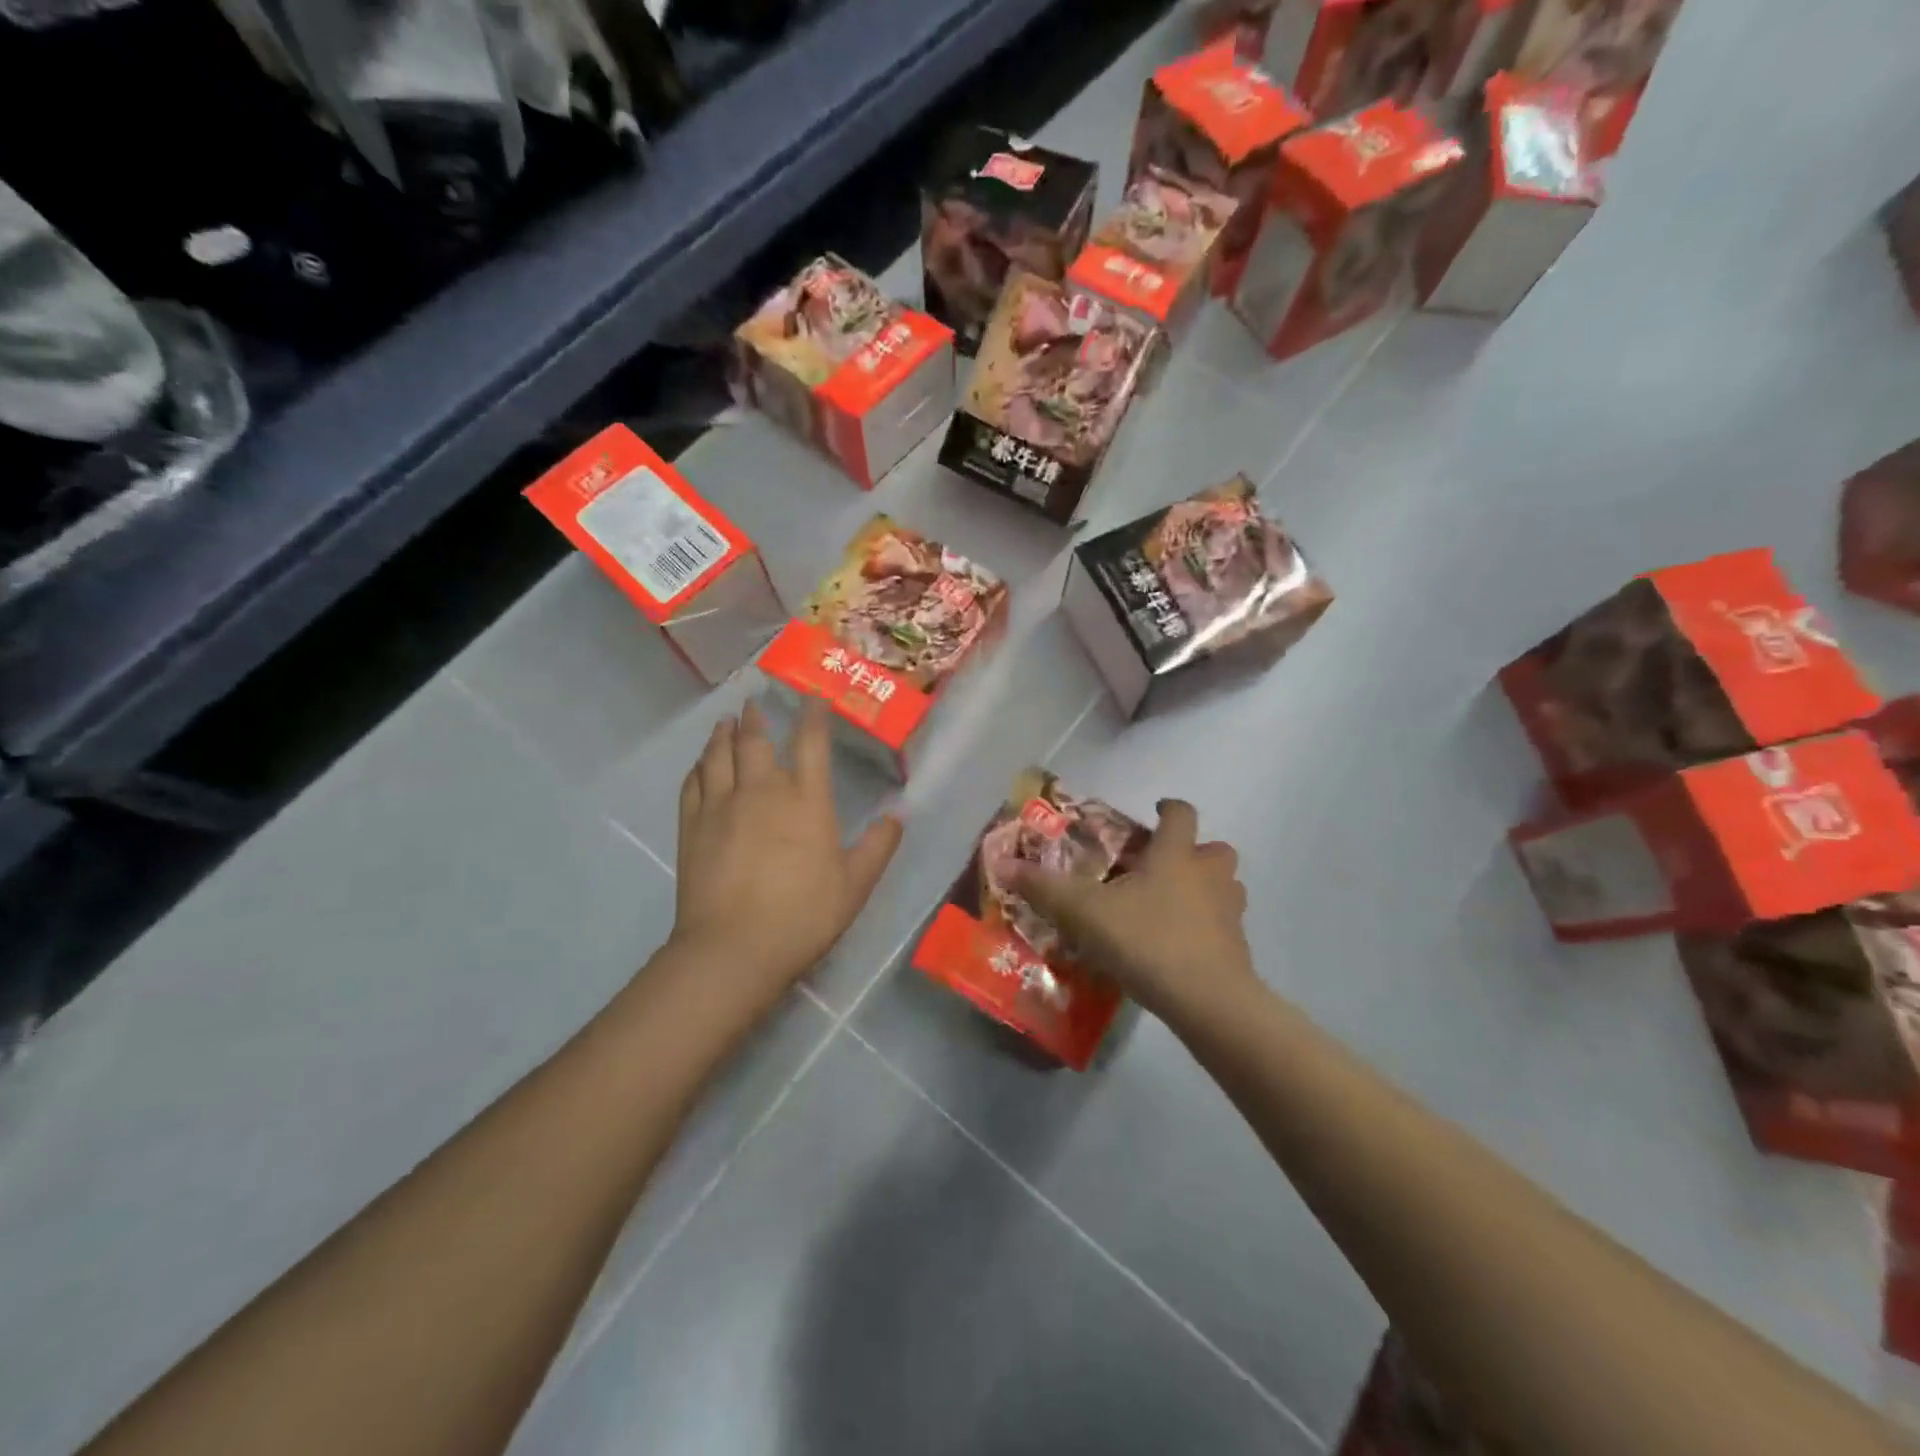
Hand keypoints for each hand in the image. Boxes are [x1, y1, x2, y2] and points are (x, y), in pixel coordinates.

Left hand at [671, 699, 901, 1001]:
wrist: (734, 947)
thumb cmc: (803, 915)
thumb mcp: (855, 885)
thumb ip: (878, 846)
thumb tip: (898, 815)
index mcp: (806, 800)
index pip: (811, 743)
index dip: (813, 716)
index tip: (812, 698)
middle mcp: (762, 791)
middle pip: (756, 740)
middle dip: (757, 717)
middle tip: (754, 701)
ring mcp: (722, 806)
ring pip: (719, 755)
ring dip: (723, 734)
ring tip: (725, 722)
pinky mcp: (692, 826)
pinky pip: (693, 783)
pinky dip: (698, 766)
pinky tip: (700, 764)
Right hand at [1006, 799, 1253, 1023]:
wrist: (1207, 1000)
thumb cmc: (1147, 940)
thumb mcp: (1084, 912)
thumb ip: (1044, 888)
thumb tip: (1002, 864)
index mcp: (1176, 856)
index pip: (1182, 814)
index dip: (1170, 808)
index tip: (1157, 811)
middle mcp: (1209, 876)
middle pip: (1216, 849)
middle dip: (1195, 852)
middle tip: (1163, 866)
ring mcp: (1229, 913)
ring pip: (1226, 887)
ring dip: (1205, 889)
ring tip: (1172, 906)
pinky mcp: (1237, 949)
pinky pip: (1224, 926)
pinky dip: (1207, 928)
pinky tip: (1179, 947)